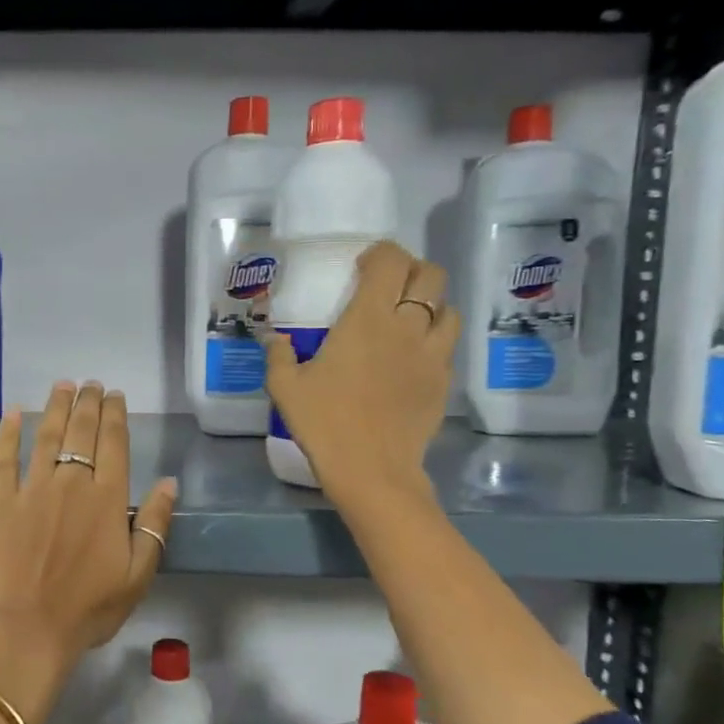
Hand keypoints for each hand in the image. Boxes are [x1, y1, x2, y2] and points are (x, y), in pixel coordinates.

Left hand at [0, 382, 177, 664]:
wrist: (28, 628)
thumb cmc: (88, 608)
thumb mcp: (138, 575)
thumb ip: (155, 525)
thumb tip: (169, 483)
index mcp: (107, 499)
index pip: (114, 444)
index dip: (115, 415)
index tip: (115, 396)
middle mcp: (71, 482)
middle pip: (81, 431)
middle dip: (88, 403)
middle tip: (91, 384)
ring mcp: (32, 488)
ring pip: (46, 435)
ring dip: (56, 407)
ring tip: (63, 386)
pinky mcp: (1, 499)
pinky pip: (5, 457)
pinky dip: (9, 432)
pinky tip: (13, 412)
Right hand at [264, 241, 459, 509]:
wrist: (372, 469)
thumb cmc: (324, 422)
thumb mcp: (285, 388)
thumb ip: (280, 355)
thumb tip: (275, 339)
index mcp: (368, 319)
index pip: (391, 262)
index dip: (381, 254)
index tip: (363, 265)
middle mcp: (408, 327)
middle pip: (430, 275)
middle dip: (411, 270)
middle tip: (388, 286)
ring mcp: (432, 354)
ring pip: (448, 308)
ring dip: (430, 304)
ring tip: (408, 319)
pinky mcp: (443, 381)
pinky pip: (447, 346)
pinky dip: (434, 340)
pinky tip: (412, 358)